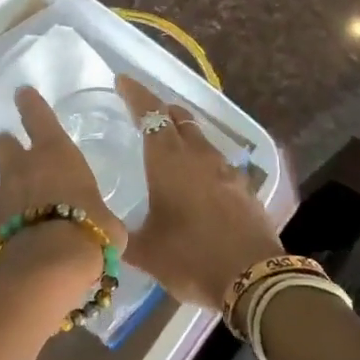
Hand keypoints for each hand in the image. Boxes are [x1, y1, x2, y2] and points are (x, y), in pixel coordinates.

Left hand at [0, 87, 126, 289]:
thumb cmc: (88, 234)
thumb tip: (103, 227)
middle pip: (1, 144)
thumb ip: (99, 217)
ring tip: (19, 211)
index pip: (38, 115)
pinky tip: (13, 240)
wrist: (45, 270)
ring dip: (6, 192)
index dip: (30, 103)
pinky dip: (1, 225)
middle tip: (15, 156)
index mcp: (55, 154)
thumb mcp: (108, 225)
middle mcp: (21, 168)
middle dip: (6, 147)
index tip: (22, 93)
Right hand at [117, 75, 283, 310]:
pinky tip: (197, 180)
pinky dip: (202, 161)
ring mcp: (226, 169)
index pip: (150, 113)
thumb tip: (106, 231)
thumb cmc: (191, 257)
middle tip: (144, 112)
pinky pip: (217, 162)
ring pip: (200, 138)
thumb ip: (122, 236)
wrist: (253, 278)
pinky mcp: (244, 187)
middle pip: (179, 118)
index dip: (135, 94)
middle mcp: (199, 155)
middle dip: (161, 110)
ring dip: (183, 134)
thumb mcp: (146, 251)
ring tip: (169, 145)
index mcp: (169, 160)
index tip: (123, 80)